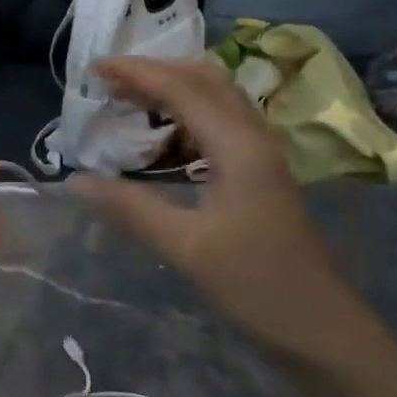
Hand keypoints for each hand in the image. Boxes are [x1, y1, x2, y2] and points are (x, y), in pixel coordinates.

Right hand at [69, 58, 383, 367]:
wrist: (320, 328)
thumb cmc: (256, 284)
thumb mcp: (186, 247)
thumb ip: (130, 208)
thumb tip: (76, 181)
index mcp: (239, 146)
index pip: (182, 88)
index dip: (137, 73)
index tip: (95, 68)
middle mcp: (253, 137)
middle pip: (204, 79)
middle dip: (156, 71)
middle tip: (110, 81)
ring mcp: (261, 154)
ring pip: (214, 100)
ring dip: (172, 91)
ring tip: (128, 102)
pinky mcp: (259, 173)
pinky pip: (218, 126)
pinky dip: (184, 118)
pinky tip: (161, 141)